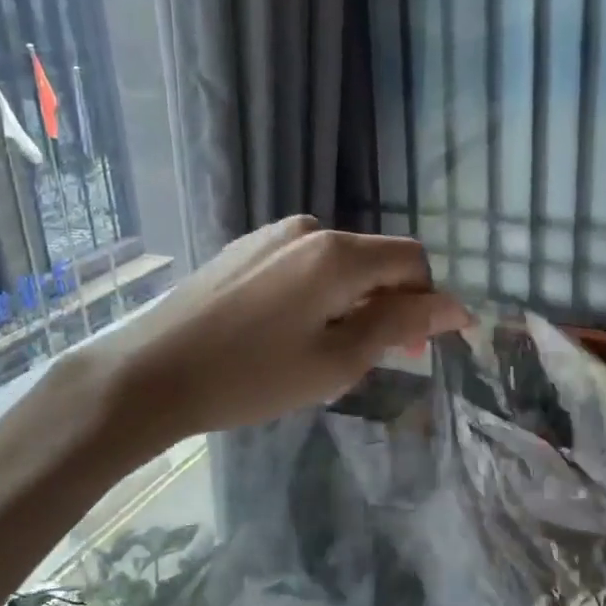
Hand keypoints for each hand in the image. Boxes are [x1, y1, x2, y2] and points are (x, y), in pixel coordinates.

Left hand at [99, 216, 468, 443]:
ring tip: (327, 352)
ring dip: (352, 302)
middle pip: (374, 260)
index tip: (428, 346)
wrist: (150, 372)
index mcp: (337, 253)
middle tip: (377, 360)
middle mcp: (308, 229)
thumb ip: (398, 325)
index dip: (430, 300)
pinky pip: (302, 266)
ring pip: (337, 265)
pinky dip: (317, 295)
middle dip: (389, 305)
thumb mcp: (336, 360)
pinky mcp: (243, 249)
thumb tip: (454, 306)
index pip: (411, 260)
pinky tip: (290, 333)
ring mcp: (271, 236)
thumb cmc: (251, 376)